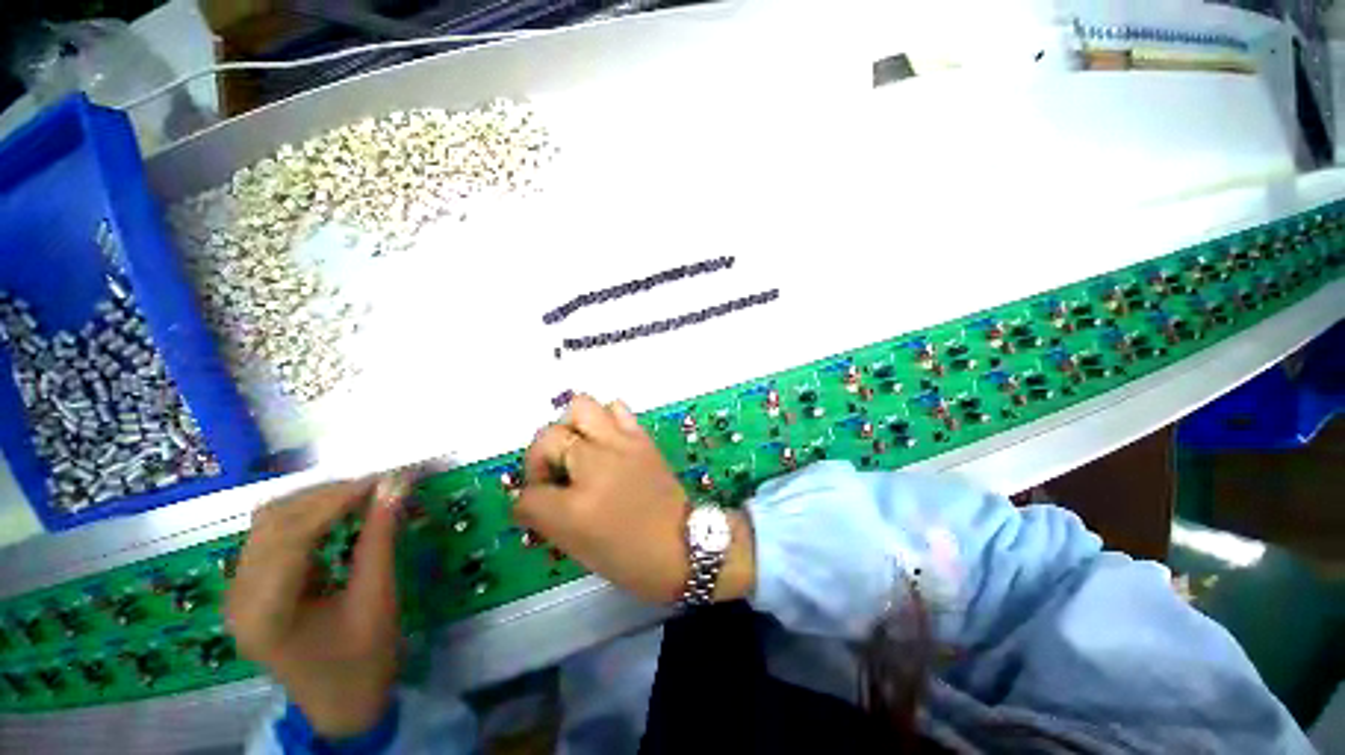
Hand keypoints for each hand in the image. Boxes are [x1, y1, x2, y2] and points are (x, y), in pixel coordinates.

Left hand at [225, 476, 406, 738]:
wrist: (341, 703)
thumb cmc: (363, 661)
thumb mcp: (377, 599)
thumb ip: (382, 538)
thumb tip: (397, 485)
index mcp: (264, 614)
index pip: (291, 536)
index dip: (338, 500)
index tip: (384, 478)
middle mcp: (238, 597)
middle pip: (274, 522)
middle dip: (329, 495)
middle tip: (380, 486)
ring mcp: (238, 591)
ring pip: (270, 522)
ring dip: (318, 501)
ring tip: (363, 496)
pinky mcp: (250, 586)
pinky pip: (273, 535)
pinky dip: (309, 516)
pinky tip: (339, 515)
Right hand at [514, 395, 755, 603]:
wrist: (682, 544)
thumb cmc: (630, 555)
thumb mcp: (578, 547)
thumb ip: (547, 518)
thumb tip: (531, 498)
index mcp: (575, 506)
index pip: (527, 494)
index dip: (526, 502)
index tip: (536, 507)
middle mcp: (595, 464)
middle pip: (547, 436)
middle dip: (540, 456)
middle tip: (553, 473)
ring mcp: (621, 444)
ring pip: (581, 407)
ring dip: (571, 427)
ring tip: (577, 448)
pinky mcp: (641, 437)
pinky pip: (616, 409)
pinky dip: (604, 418)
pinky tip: (606, 440)